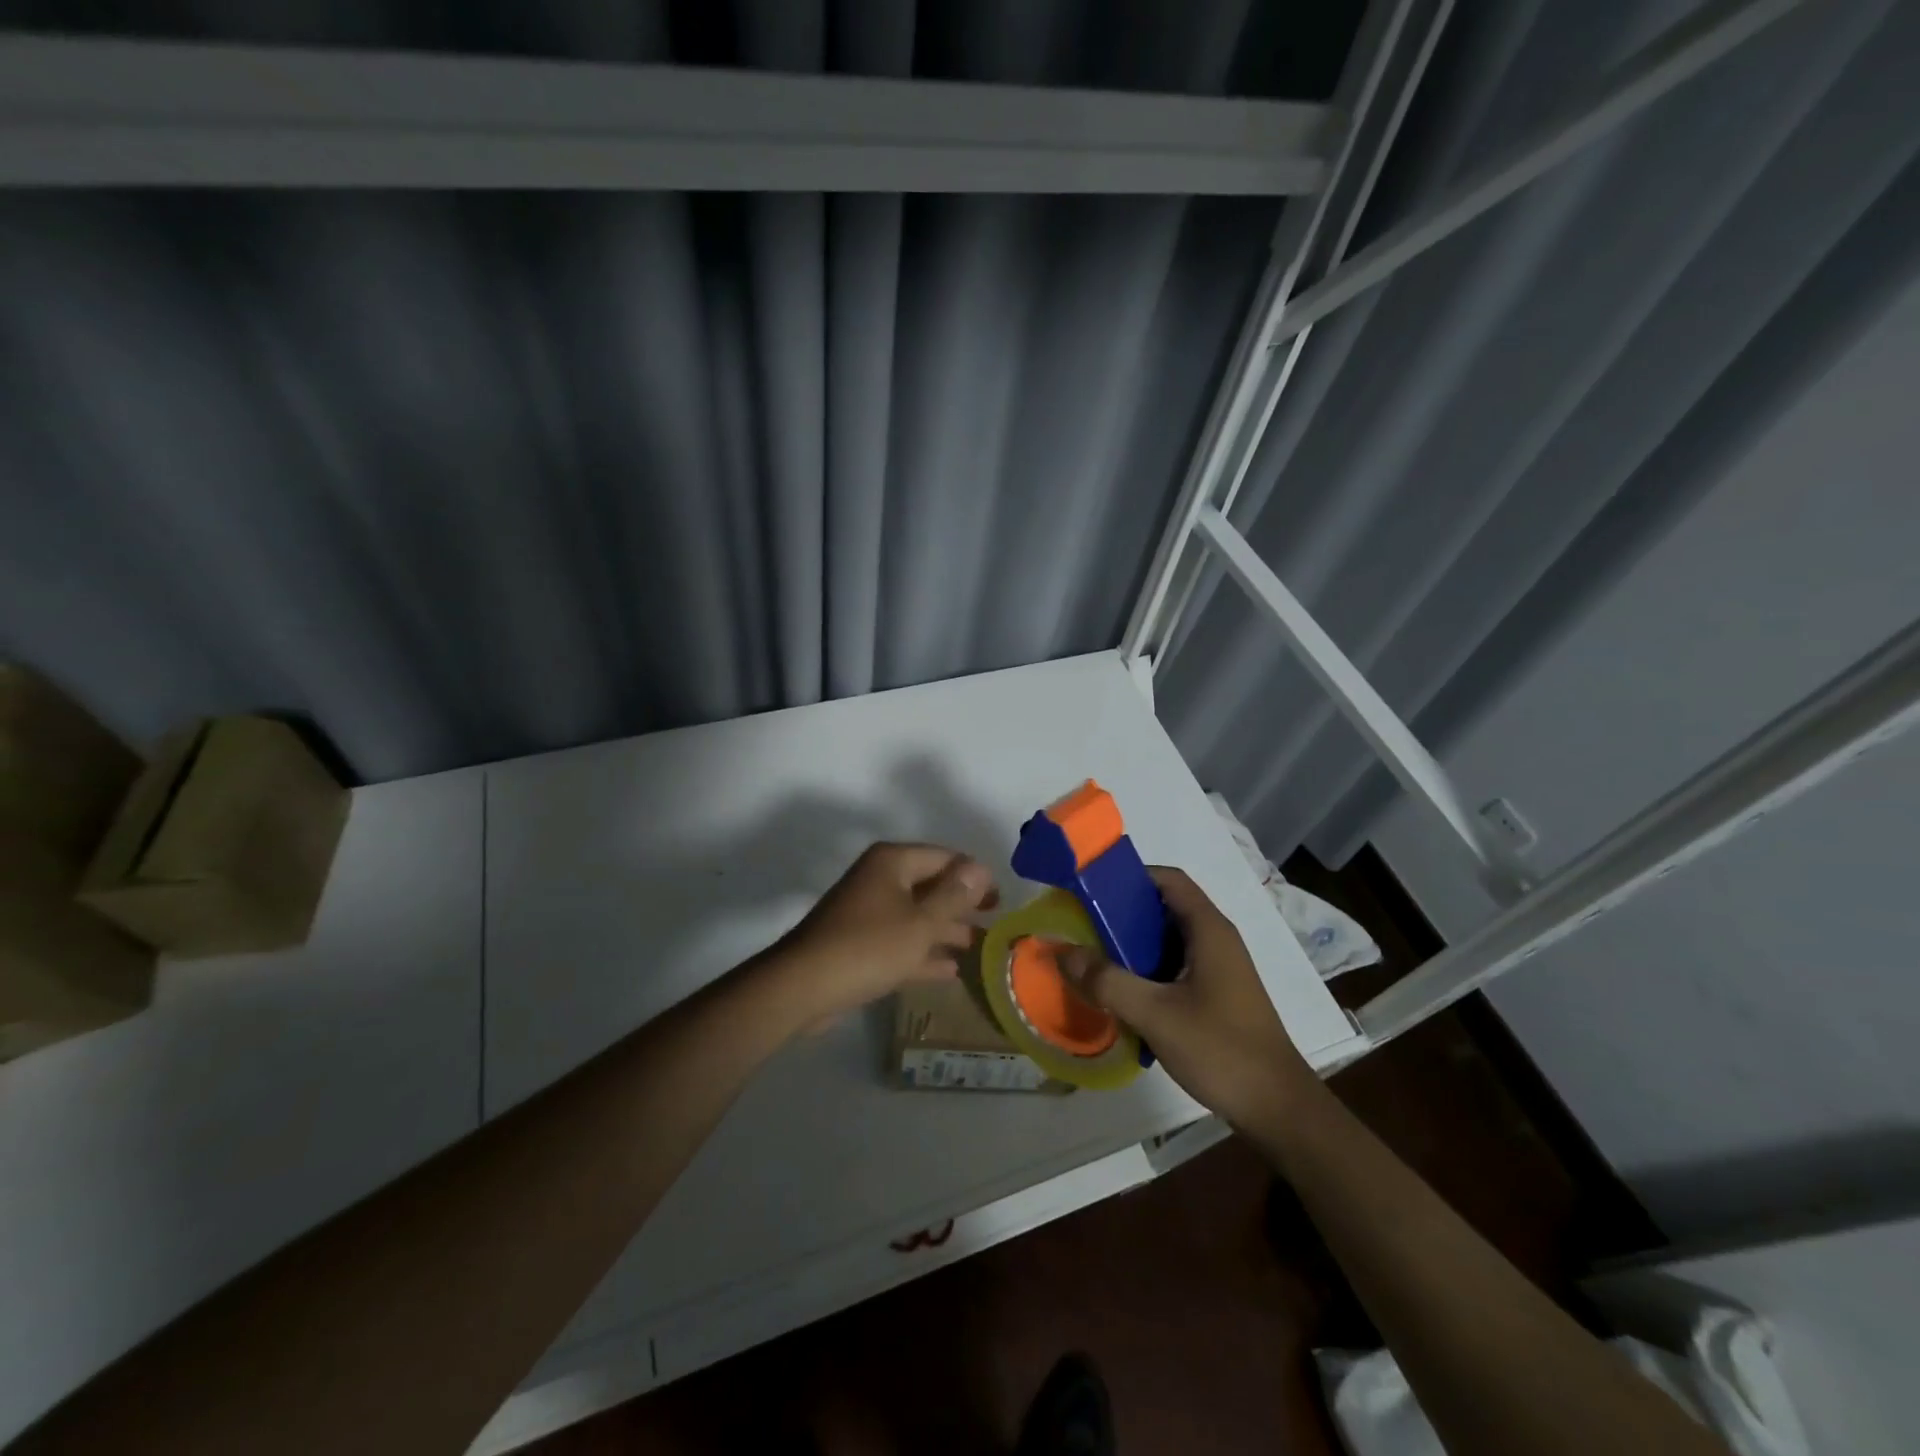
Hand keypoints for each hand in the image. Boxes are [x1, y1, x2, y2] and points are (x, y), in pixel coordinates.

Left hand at [767, 841, 998, 1025]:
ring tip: (980, 948)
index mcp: (893, 862)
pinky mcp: (860, 944)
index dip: (974, 876)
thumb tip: (980, 868)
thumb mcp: (921, 922)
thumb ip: (954, 896)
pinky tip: (951, 971)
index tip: (1001, 899)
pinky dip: (924, 953)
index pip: (945, 857)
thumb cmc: (869, 947)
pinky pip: (901, 941)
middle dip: (962, 905)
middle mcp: (880, 879)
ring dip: (946, 931)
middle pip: (930, 885)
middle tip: (995, 923)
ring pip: (917, 916)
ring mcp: (868, 912)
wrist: (804, 987)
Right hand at [1061, 867, 1315, 1130]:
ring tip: (1094, 960)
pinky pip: (1174, 966)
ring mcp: (1218, 968)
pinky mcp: (1216, 994)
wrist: (1278, 1108)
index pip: (1168, 879)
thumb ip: (1107, 981)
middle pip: (1164, 908)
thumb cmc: (1221, 1050)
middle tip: (1083, 928)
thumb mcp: (1155, 1014)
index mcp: (1208, 929)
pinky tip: (1122, 995)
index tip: (1092, 889)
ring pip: (1167, 940)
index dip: (1130, 876)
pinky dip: (1146, 971)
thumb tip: (1063, 952)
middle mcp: (1216, 940)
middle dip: (1122, 914)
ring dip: (1132, 946)